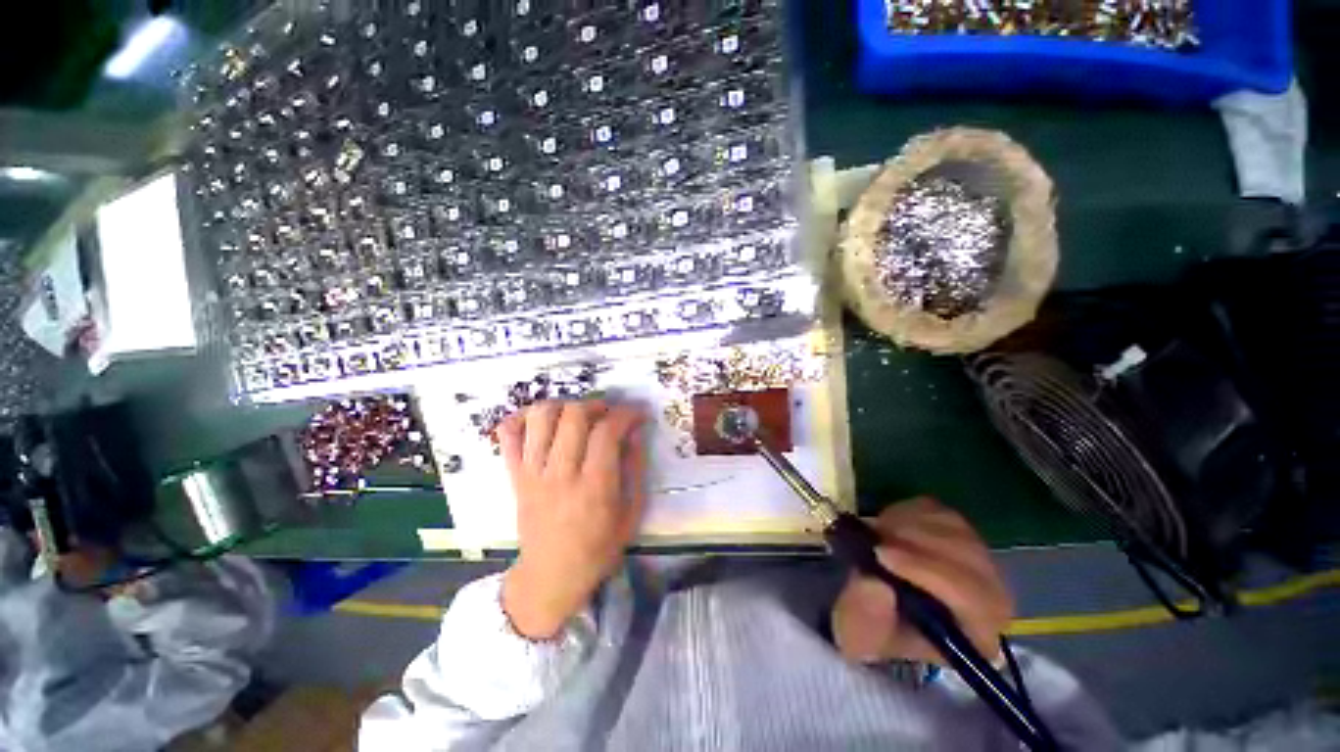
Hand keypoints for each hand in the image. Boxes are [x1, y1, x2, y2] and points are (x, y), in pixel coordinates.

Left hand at [498, 400, 646, 639]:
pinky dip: (523, 417)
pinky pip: (508, 434)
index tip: (637, 414)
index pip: (607, 432)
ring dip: (564, 405)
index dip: (626, 413)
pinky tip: (542, 420)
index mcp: (594, 488)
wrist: (550, 576)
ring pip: (541, 417)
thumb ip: (635, 468)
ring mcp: (532, 473)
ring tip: (578, 415)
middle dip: (596, 404)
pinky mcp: (514, 475)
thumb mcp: (631, 513)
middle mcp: (560, 475)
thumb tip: (635, 432)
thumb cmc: (598, 548)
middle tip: (608, 413)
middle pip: (573, 416)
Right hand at [832, 497, 1012, 665]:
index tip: (881, 555)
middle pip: (969, 557)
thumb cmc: (870, 626)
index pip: (972, 599)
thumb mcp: (859, 633)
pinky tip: (888, 526)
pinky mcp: (957, 530)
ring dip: (909, 525)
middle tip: (874, 537)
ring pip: (954, 528)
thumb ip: (867, 616)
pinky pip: (938, 511)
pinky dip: (908, 512)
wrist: (870, 601)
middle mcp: (990, 597)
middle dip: (917, 543)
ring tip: (876, 534)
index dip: (928, 572)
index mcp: (976, 635)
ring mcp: (977, 558)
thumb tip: (875, 585)